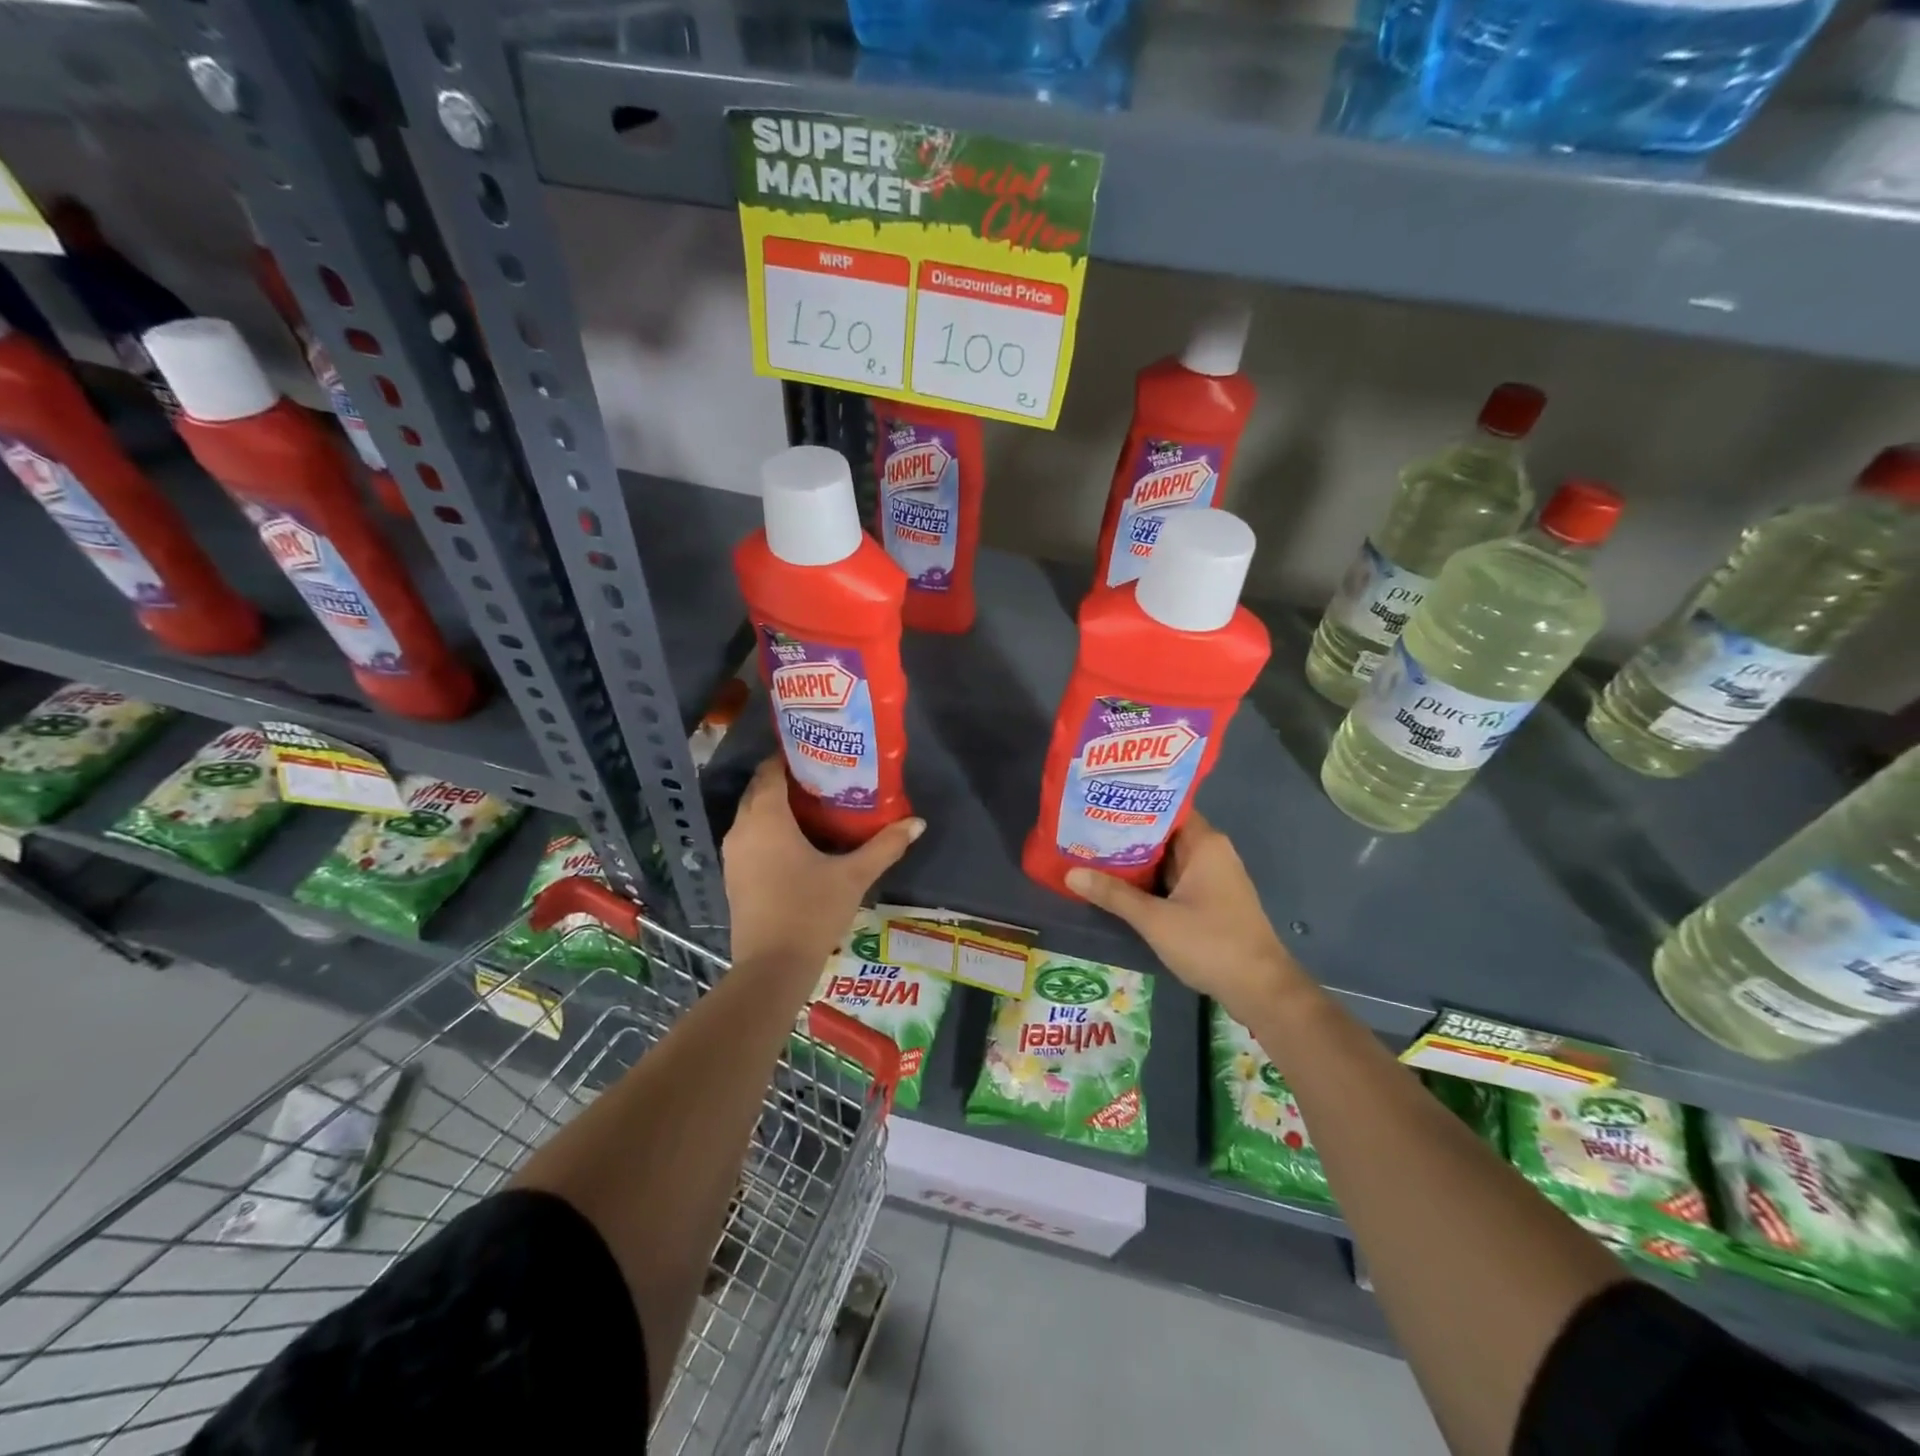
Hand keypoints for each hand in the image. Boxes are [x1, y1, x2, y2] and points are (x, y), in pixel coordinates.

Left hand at [723, 756, 924, 973]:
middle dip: (785, 780)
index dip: (790, 757)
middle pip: (759, 790)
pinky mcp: (733, 876)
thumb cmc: (811, 912)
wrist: (772, 968)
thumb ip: (885, 846)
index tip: (818, 752)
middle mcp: (742, 829)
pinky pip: (749, 837)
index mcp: (766, 818)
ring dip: (775, 806)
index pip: (770, 771)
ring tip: (813, 805)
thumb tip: (918, 823)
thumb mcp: (853, 876)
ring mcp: (733, 855)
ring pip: (752, 815)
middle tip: (822, 777)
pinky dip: (768, 829)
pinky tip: (797, 841)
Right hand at [1066, 812, 1307, 1025]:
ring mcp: (1213, 877)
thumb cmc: (1211, 943)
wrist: (1261, 989)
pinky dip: (1150, 879)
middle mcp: (1211, 852)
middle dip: (1126, 833)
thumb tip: (1071, 873)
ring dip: (1136, 859)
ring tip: (1092, 852)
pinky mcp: (1211, 899)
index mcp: (1204, 843)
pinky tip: (1119, 884)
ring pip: (1167, 858)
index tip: (1098, 803)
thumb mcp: (1155, 920)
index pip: (1164, 807)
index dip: (1132, 804)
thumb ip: (1113, 894)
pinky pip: (1174, 878)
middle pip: (1163, 832)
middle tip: (1084, 829)